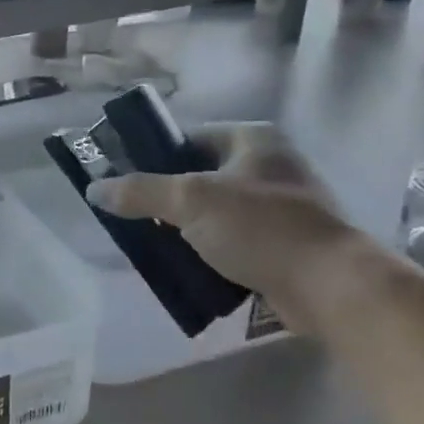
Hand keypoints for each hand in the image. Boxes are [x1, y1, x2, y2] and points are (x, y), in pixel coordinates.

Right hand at [86, 122, 365, 333]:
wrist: (330, 285)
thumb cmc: (260, 227)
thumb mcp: (190, 201)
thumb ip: (140, 192)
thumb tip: (93, 189)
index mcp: (252, 140)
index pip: (189, 138)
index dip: (155, 158)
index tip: (126, 184)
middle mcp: (269, 165)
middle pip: (200, 176)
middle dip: (168, 200)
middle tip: (136, 219)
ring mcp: (281, 206)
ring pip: (215, 212)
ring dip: (187, 229)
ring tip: (155, 246)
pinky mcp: (284, 243)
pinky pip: (233, 241)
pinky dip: (210, 252)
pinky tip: (187, 268)